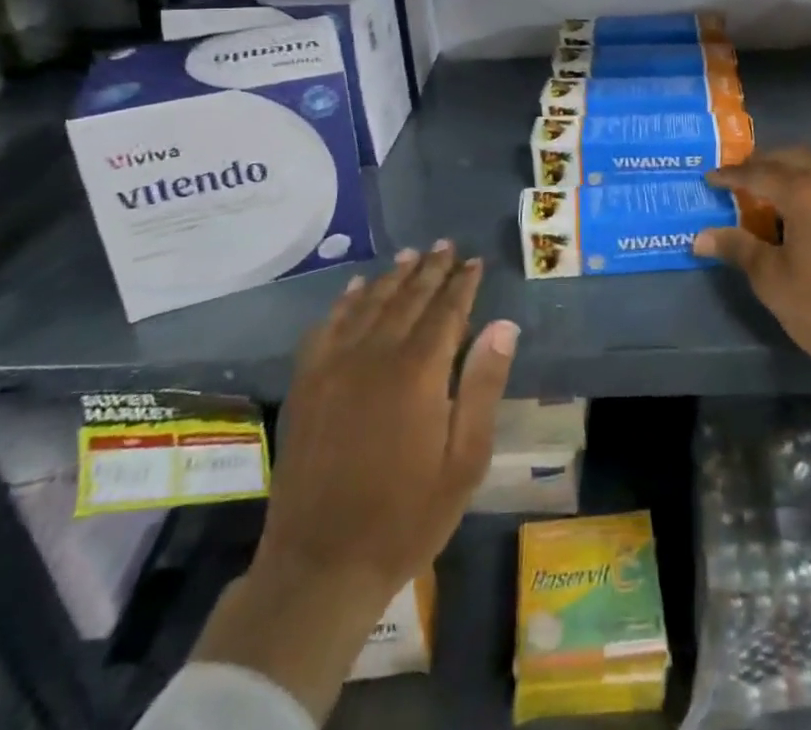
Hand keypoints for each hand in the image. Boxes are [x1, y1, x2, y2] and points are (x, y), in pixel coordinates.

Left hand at [194, 244, 517, 720]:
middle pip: (408, 298)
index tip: (474, 262)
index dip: (462, 284)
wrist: (321, 565)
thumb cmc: (407, 517)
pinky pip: (327, 328)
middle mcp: (375, 355)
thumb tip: (503, 325)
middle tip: (446, 246)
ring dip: (392, 277)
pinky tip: (355, 290)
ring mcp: (335, 367)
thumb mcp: (464, 460)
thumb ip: (483, 386)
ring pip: (369, 305)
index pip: (446, 310)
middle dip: (430, 270)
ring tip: (410, 255)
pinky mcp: (307, 384)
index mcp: (419, 372)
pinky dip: (345, 303)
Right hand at [697, 149, 810, 475]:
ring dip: (792, 172)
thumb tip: (699, 236)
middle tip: (737, 181)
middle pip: (791, 158)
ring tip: (769, 193)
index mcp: (807, 191)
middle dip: (762, 165)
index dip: (731, 175)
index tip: (709, 178)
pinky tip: (808, 210)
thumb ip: (737, 248)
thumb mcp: (773, 281)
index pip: (758, 172)